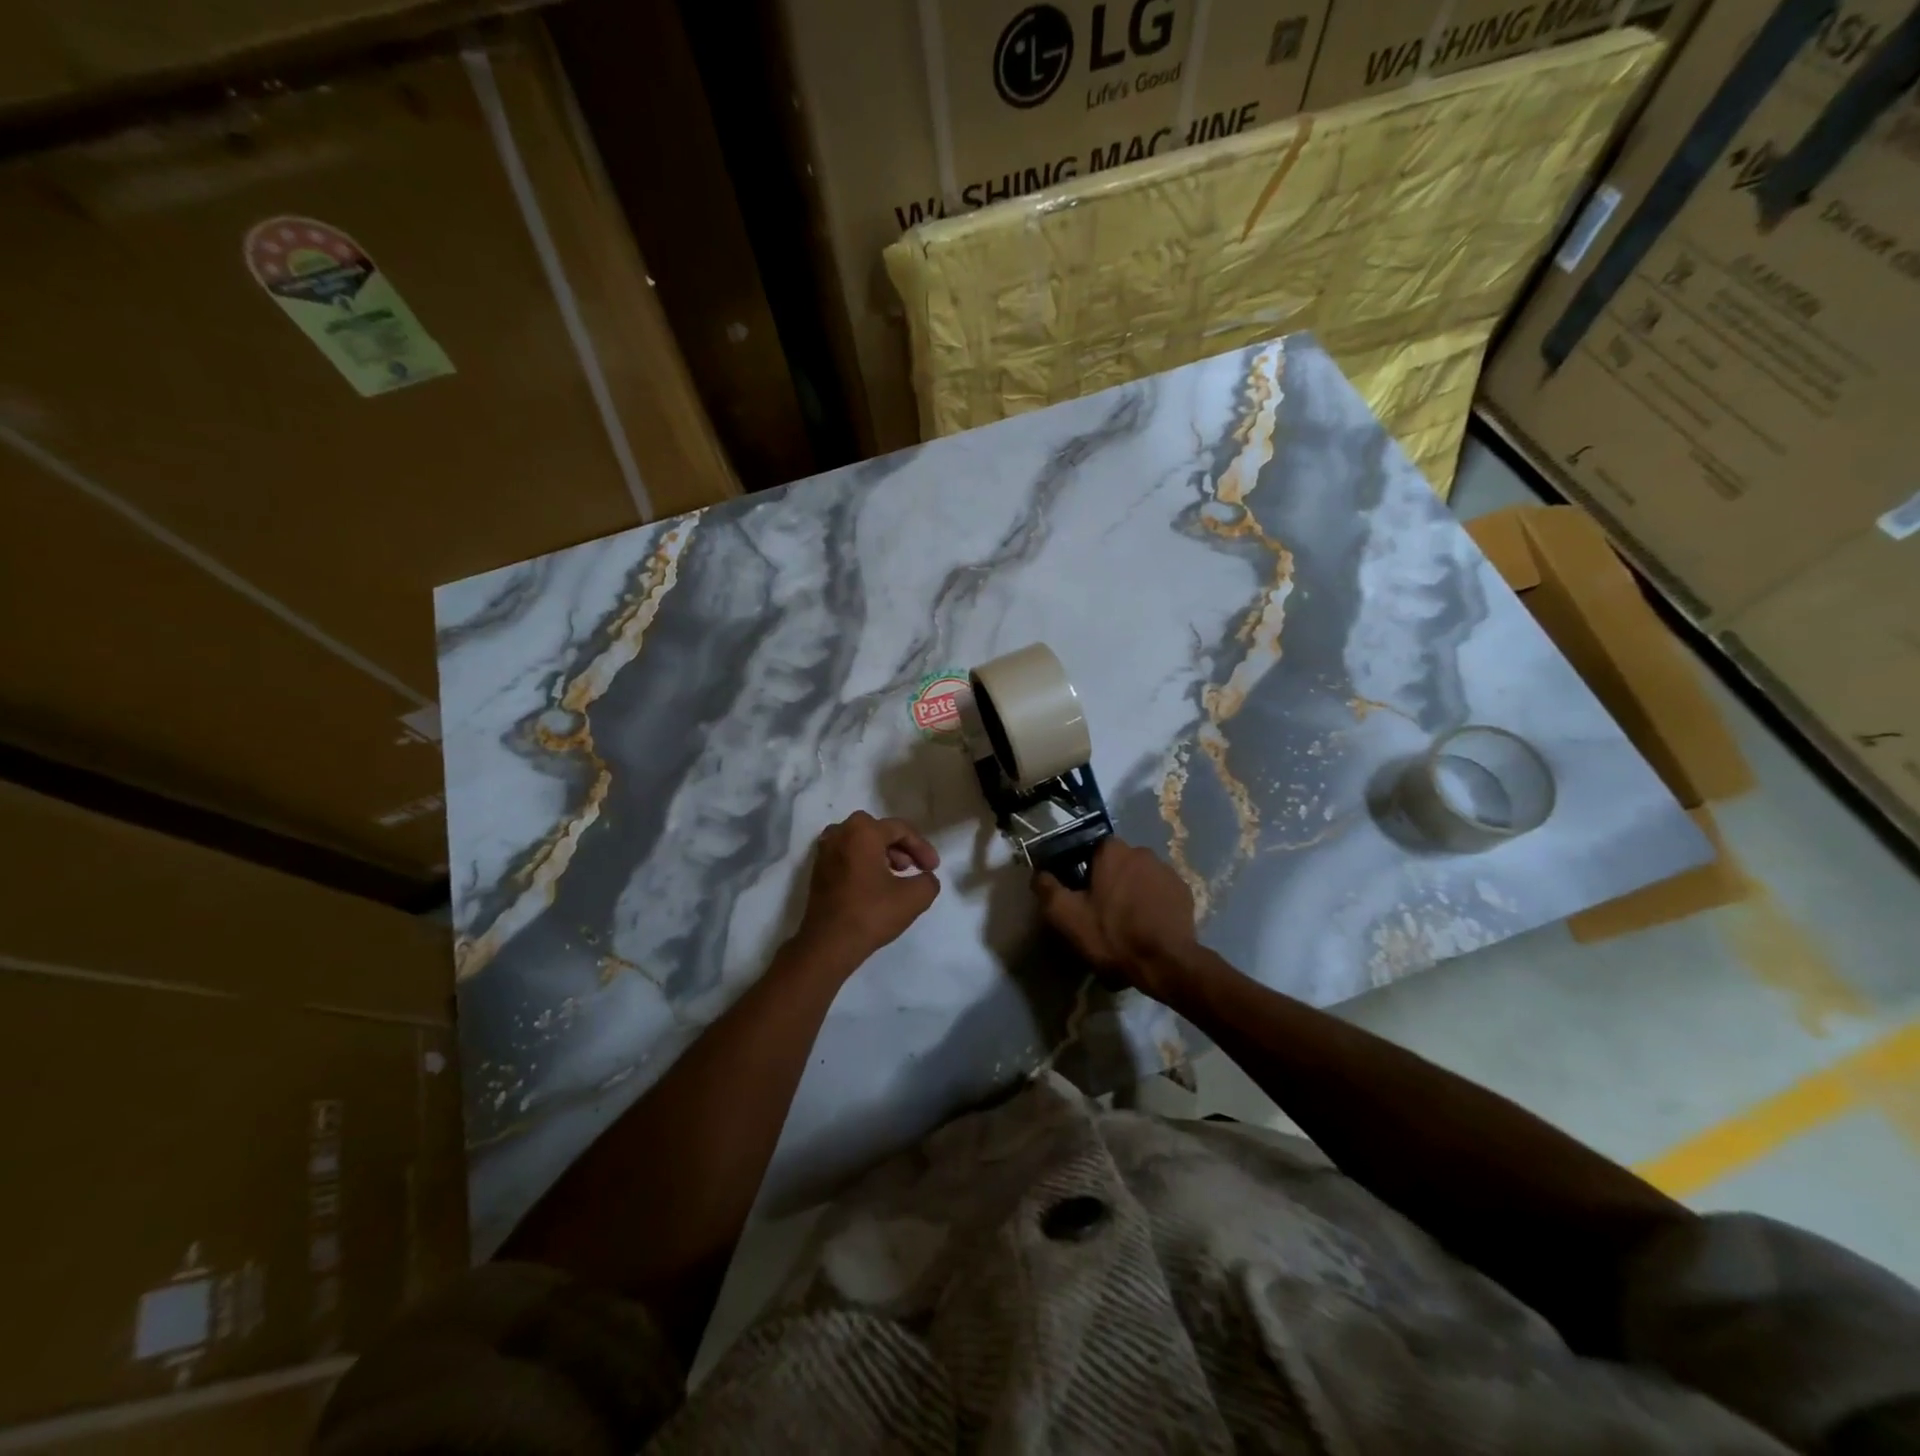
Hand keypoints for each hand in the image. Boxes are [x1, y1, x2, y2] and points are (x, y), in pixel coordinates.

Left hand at [795, 811, 941, 967]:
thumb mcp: (914, 898)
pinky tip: (875, 884)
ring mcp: (825, 851)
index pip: (900, 829)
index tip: (933, 868)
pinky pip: (847, 854)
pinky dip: (864, 862)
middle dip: (900, 847)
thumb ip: (928, 881)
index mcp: (862, 832)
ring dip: (882, 853)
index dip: (922, 847)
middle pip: (878, 830)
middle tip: (913, 867)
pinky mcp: (818, 869)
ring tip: (896, 876)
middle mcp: (840, 833)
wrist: (827, 944)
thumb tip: (925, 878)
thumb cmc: (870, 914)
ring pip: (861, 841)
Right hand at [1033, 838, 1199, 999]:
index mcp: (1113, 851)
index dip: (1085, 869)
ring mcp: (1167, 871)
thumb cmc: (1112, 935)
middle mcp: (1142, 852)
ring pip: (1140, 876)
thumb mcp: (1066, 916)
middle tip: (1102, 910)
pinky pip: (1160, 892)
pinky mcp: (1184, 892)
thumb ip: (1047, 889)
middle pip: (1118, 862)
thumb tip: (1039, 874)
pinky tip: (1147, 926)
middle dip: (1110, 880)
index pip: (1093, 848)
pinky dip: (1153, 903)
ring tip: (1127, 921)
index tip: (1080, 892)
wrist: (1165, 963)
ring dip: (1133, 891)